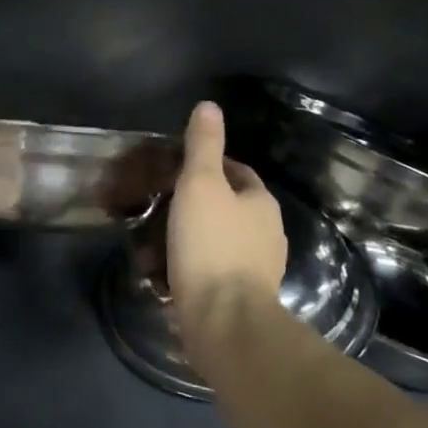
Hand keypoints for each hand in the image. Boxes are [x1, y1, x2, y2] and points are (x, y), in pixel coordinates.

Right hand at [166, 101, 286, 334]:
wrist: (224, 321)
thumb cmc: (211, 245)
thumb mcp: (200, 184)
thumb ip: (203, 145)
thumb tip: (209, 106)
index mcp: (261, 202)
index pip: (237, 171)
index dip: (209, 165)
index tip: (177, 169)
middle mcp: (268, 233)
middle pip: (231, 206)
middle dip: (200, 203)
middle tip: (162, 203)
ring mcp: (259, 269)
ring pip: (223, 240)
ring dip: (196, 237)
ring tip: (159, 239)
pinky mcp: (244, 299)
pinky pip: (216, 271)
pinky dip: (197, 266)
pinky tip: (171, 272)